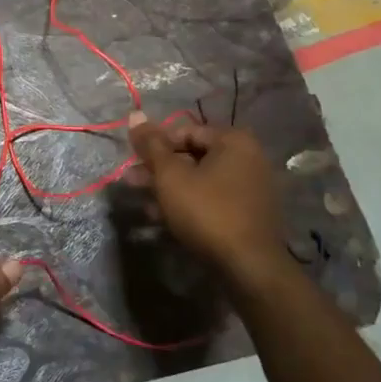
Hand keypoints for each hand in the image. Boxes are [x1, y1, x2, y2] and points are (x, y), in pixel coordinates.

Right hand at [127, 113, 292, 292]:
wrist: (248, 267)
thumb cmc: (207, 210)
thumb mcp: (170, 175)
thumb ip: (151, 145)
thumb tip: (135, 115)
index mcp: (233, 141)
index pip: (185, 131)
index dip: (155, 144)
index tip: (133, 160)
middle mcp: (247, 158)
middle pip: (192, 155)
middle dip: (158, 168)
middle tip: (130, 180)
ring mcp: (249, 188)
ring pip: (199, 180)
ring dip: (168, 187)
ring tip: (141, 200)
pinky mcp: (246, 214)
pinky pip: (211, 199)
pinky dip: (187, 203)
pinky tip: (161, 217)